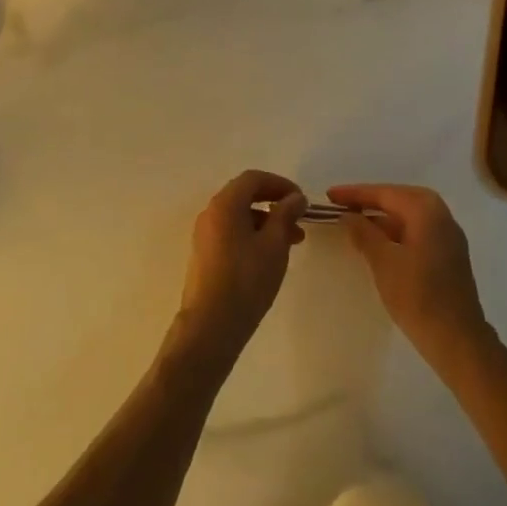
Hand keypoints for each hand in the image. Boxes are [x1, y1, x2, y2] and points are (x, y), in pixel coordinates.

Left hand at [172, 170, 306, 373]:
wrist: (210, 326)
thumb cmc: (246, 280)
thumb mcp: (274, 245)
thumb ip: (285, 215)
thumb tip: (295, 198)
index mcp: (225, 204)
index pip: (254, 179)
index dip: (281, 185)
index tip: (301, 201)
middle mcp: (211, 213)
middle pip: (245, 195)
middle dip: (275, 204)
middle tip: (299, 221)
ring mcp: (204, 234)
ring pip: (240, 216)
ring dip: (267, 222)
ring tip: (292, 243)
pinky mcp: (205, 255)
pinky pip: (232, 233)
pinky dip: (253, 235)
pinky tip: (270, 257)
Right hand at [333, 183, 489, 370]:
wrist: (457, 340)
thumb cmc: (418, 295)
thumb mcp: (383, 261)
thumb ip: (364, 233)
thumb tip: (348, 216)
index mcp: (426, 210)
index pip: (385, 193)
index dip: (354, 194)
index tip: (329, 195)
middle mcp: (441, 215)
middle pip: (398, 199)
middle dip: (369, 201)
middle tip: (340, 205)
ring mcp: (447, 236)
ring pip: (408, 216)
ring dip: (381, 218)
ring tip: (353, 223)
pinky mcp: (448, 255)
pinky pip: (416, 232)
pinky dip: (394, 232)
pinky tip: (377, 244)